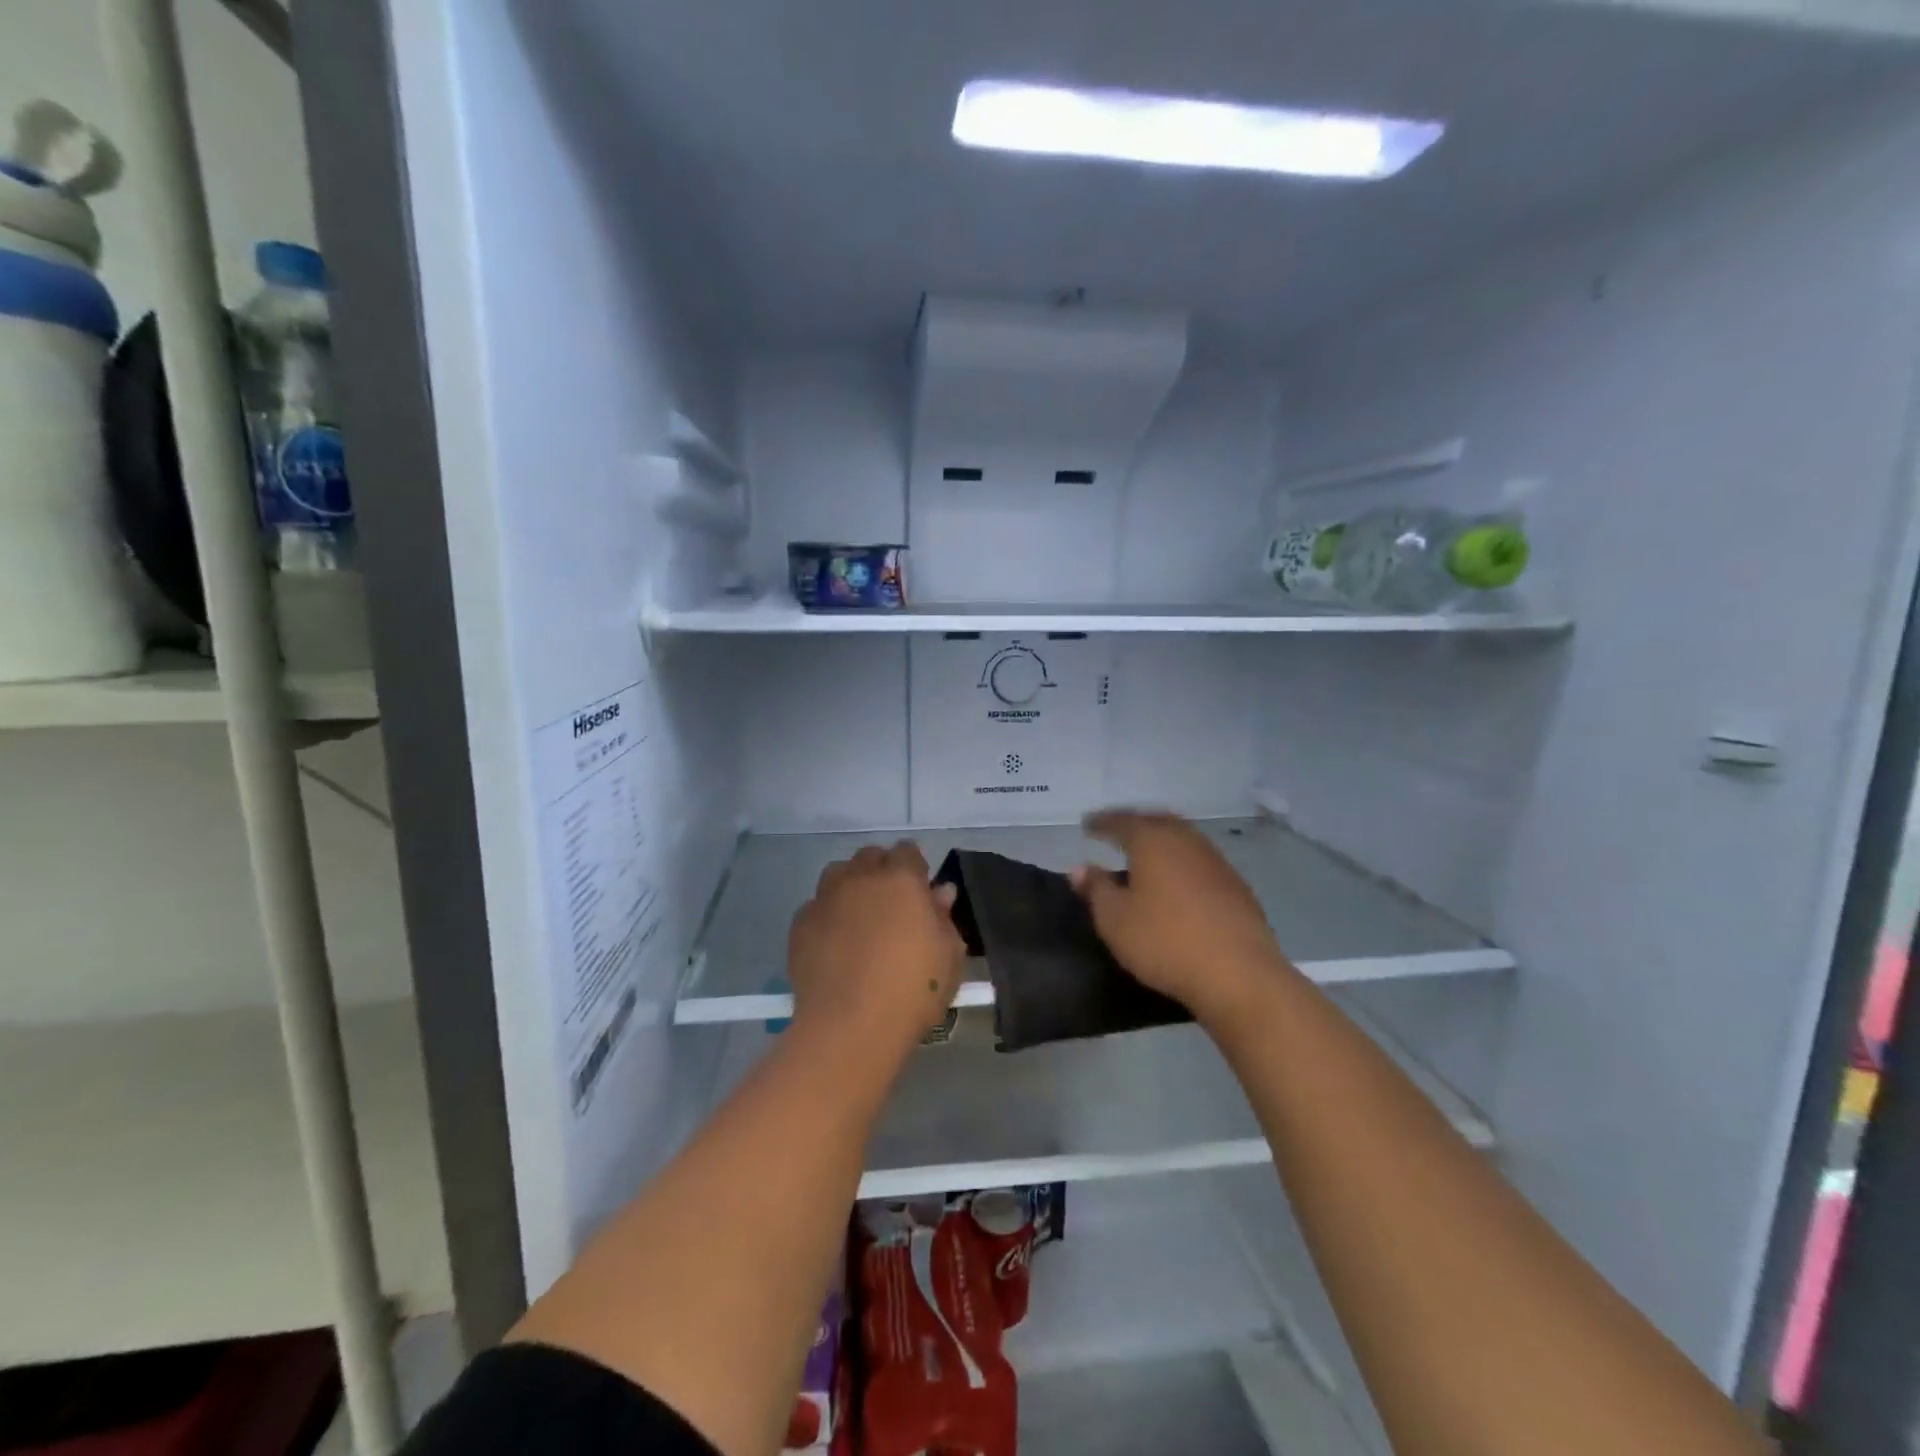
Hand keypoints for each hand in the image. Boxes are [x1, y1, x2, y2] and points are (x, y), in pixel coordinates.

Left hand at [787, 842, 966, 1055]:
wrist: (850, 1027)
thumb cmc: (912, 991)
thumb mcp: (949, 956)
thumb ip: (944, 918)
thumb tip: (940, 892)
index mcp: (901, 879)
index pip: (907, 851)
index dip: (914, 868)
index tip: (919, 892)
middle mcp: (861, 879)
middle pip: (870, 856)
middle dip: (881, 871)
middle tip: (890, 905)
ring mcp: (826, 899)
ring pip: (838, 874)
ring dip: (850, 885)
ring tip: (859, 917)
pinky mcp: (801, 924)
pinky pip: (816, 906)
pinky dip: (827, 915)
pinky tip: (834, 943)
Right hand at [1071, 810, 1289, 1025]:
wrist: (1239, 974)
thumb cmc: (1164, 941)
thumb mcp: (1114, 919)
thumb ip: (1096, 889)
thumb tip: (1079, 868)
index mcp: (1153, 840)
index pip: (1121, 821)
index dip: (1101, 823)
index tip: (1087, 825)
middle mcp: (1186, 840)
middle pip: (1156, 822)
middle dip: (1134, 824)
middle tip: (1116, 832)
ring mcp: (1216, 861)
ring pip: (1182, 840)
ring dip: (1161, 842)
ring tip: (1144, 855)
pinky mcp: (1236, 886)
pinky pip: (1199, 862)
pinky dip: (1181, 863)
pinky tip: (1177, 882)